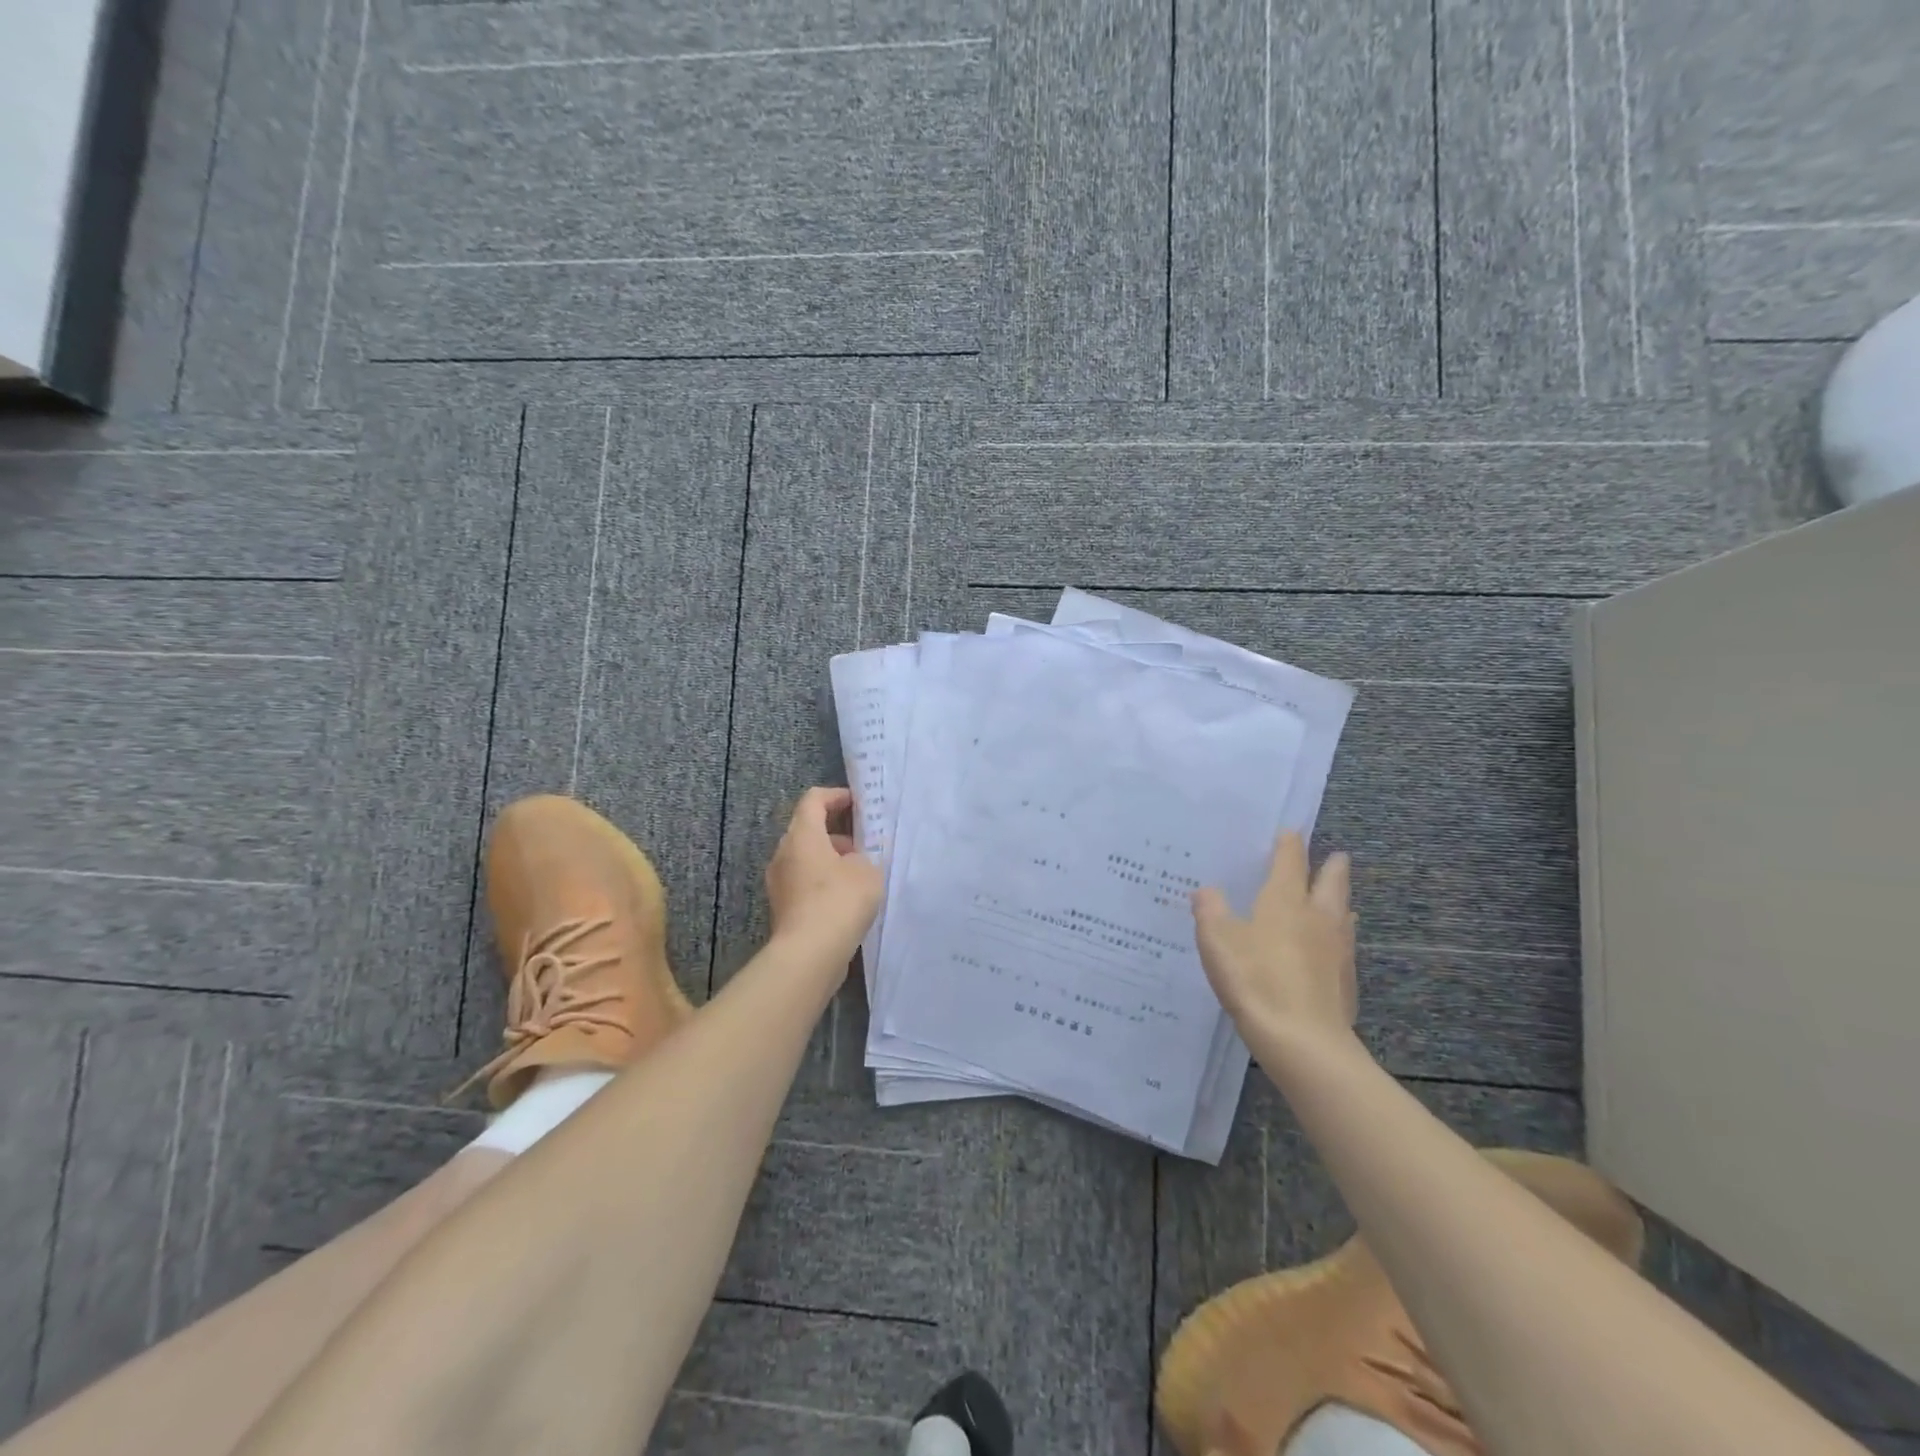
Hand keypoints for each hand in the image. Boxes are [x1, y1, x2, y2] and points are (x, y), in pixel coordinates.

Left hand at [764, 787, 883, 961]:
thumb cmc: (840, 900)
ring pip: (805, 858)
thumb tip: (852, 862)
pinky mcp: (782, 907)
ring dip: (830, 860)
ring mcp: (779, 882)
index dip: (836, 796)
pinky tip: (845, 900)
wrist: (809, 954)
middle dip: (836, 833)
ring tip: (859, 875)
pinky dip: (822, 882)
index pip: (814, 800)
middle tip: (863, 844)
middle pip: (807, 830)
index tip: (858, 804)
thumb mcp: (867, 871)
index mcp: (802, 835)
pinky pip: (803, 883)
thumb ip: (864, 857)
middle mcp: (784, 853)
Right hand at [1192, 832, 1357, 1057]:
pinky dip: (1339, 936)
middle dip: (1332, 866)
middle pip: (1331, 882)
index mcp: (1285, 900)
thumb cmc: (1255, 979)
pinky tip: (1333, 947)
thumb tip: (1207, 890)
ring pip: (1344, 913)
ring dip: (1340, 901)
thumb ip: (1210, 910)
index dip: (1289, 844)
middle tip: (1336, 856)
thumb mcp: (1217, 940)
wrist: (1303, 1041)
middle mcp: (1317, 916)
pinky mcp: (1346, 980)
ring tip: (1338, 899)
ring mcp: (1337, 949)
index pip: (1290, 861)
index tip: (1289, 831)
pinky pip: (1345, 946)